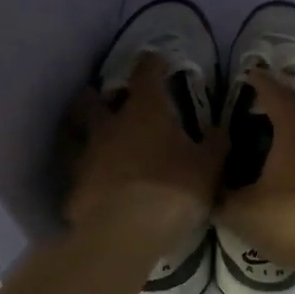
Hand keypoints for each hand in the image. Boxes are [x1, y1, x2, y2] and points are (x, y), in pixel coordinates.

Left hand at [63, 54, 225, 255]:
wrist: (125, 234)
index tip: (156, 59)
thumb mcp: (208, 167)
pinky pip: (77, 175)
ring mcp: (86, 157)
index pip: (146, 74)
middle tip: (108, 100)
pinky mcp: (73, 189)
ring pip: (76, 135)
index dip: (151, 64)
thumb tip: (220, 129)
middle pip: (93, 100)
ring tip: (96, 141)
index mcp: (144, 112)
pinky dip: (85, 175)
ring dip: (84, 133)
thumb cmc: (173, 190)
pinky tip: (93, 185)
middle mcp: (109, 126)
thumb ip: (215, 144)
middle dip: (98, 96)